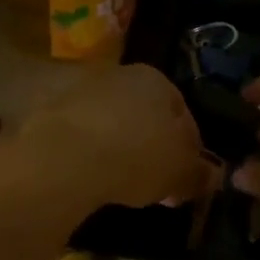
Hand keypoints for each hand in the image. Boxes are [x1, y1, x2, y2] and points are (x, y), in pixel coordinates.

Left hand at [17, 64, 209, 208]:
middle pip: (144, 116)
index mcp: (156, 79)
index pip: (183, 114)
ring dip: (118, 149)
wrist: (63, 159)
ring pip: (110, 124)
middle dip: (152, 148)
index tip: (185, 178)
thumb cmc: (136, 157)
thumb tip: (212, 176)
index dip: (189, 150)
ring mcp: (79, 89)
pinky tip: (89, 178)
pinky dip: (87, 153)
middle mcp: (118, 74)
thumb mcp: (181, 173)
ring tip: (119, 184)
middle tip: (155, 185)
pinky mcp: (47, 110)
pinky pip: (79, 136)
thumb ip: (200, 174)